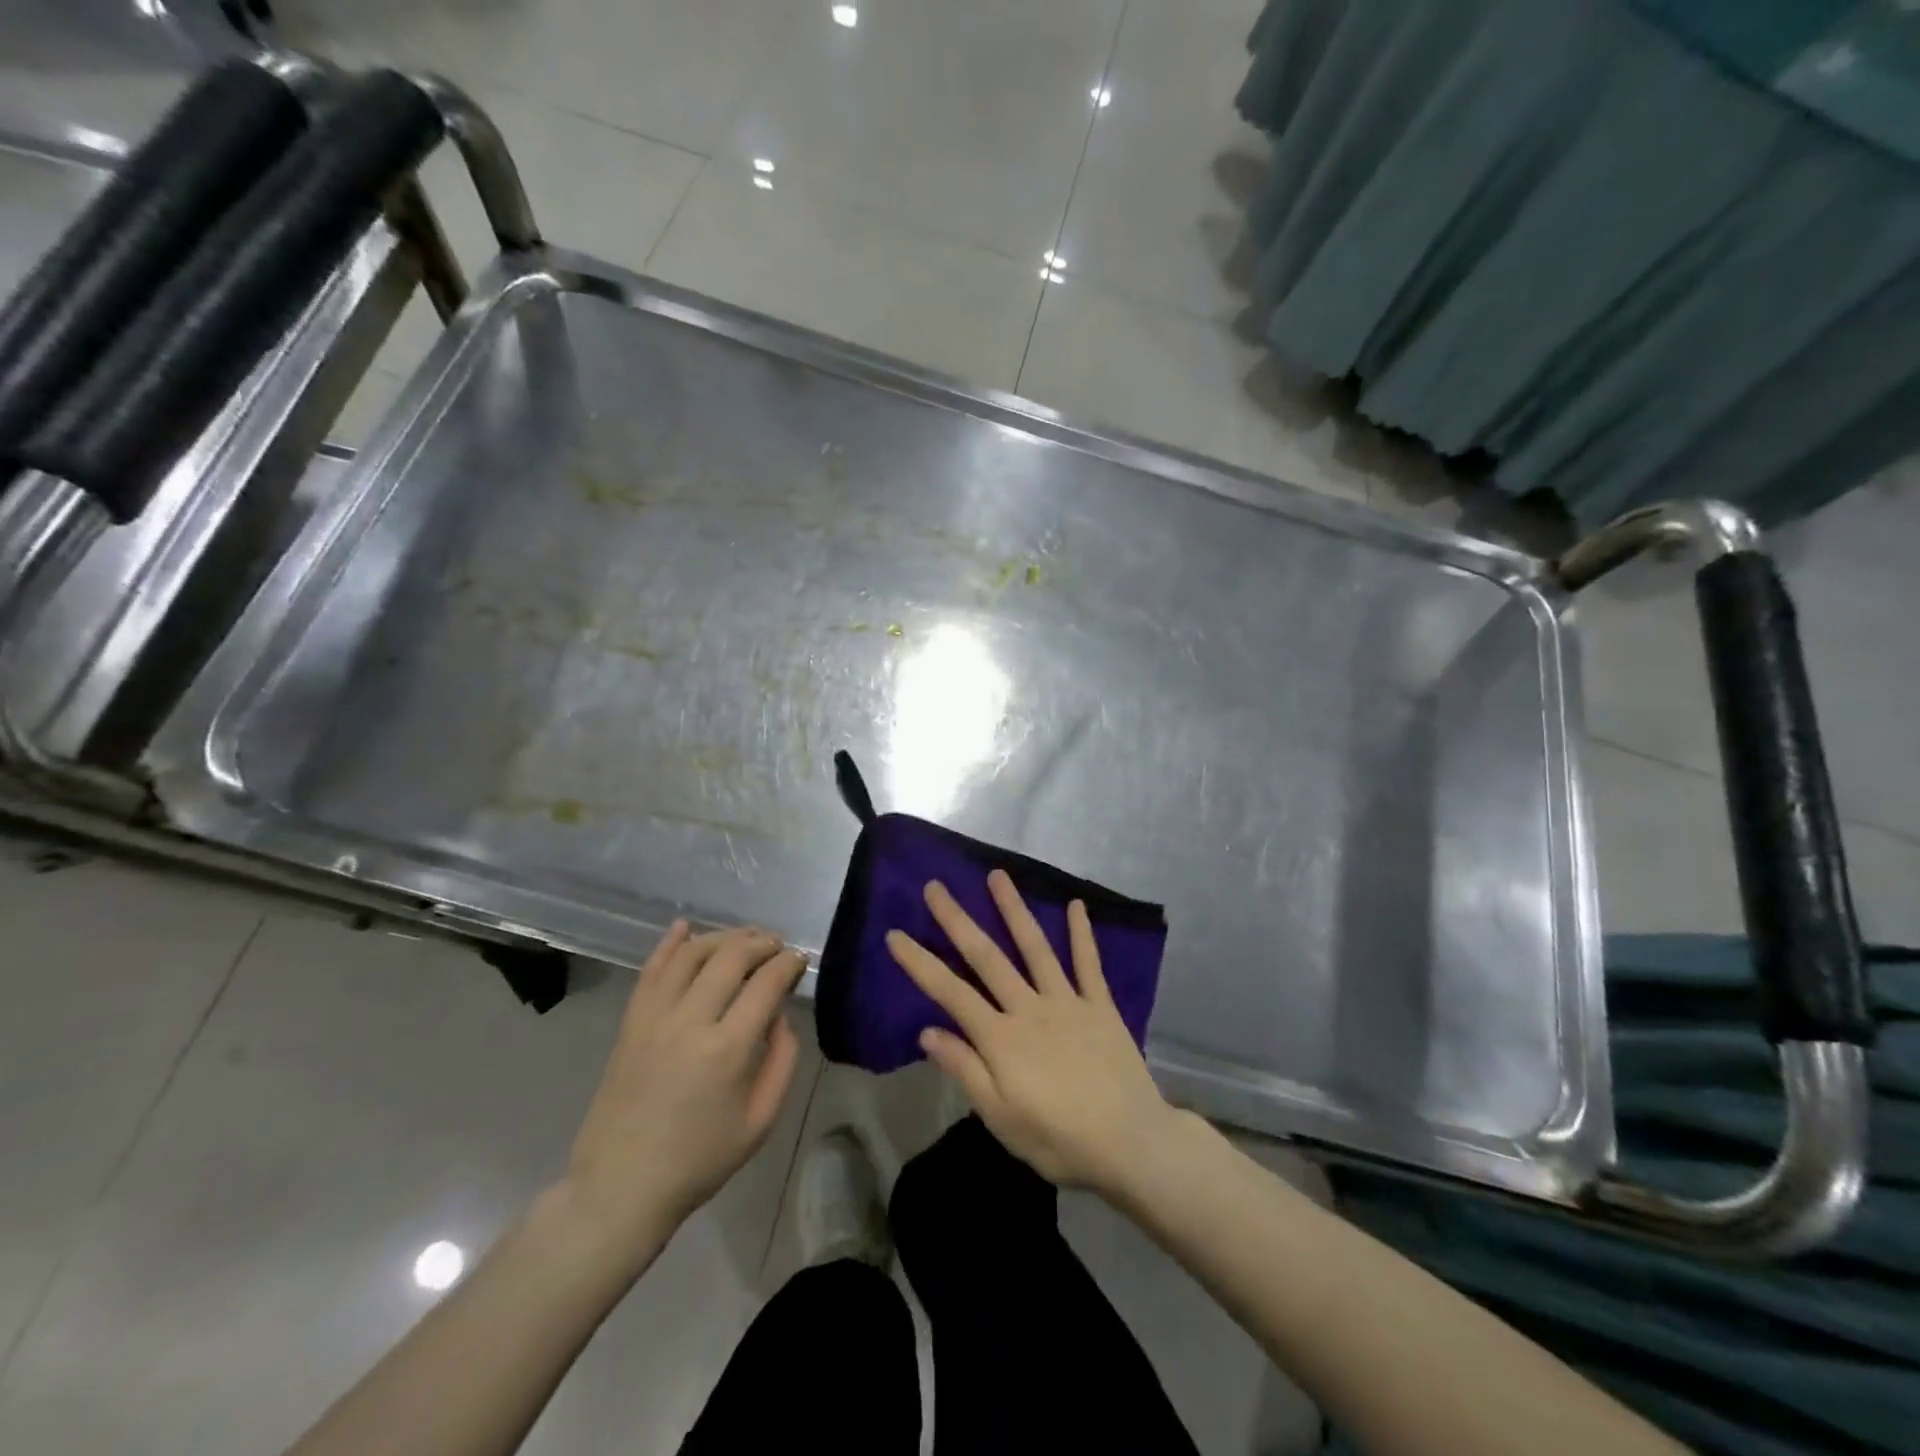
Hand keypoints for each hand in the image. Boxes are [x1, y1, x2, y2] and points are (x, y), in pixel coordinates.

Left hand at [560, 922, 805, 1264]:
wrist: (622, 1186)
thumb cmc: (700, 1159)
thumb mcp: (761, 1120)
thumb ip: (781, 1060)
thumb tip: (778, 1016)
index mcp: (728, 1048)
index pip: (767, 982)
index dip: (788, 963)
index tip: (800, 960)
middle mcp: (691, 1021)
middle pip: (731, 956)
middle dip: (761, 942)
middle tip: (777, 946)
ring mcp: (655, 1017)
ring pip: (692, 954)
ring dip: (723, 937)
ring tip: (744, 938)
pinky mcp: (631, 1022)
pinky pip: (651, 969)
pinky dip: (670, 943)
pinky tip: (686, 927)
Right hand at [886, 870, 1186, 1192]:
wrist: (1131, 1143)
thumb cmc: (1058, 1139)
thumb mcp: (1001, 1117)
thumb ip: (965, 1069)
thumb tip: (927, 1032)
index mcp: (1001, 1037)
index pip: (950, 992)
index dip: (920, 963)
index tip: (896, 934)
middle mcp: (1029, 1007)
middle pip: (986, 957)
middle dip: (957, 920)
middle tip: (936, 886)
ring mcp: (1067, 1001)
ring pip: (1035, 947)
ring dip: (1013, 909)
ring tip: (997, 876)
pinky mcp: (1100, 1005)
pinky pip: (1089, 963)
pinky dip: (1082, 933)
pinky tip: (1076, 905)